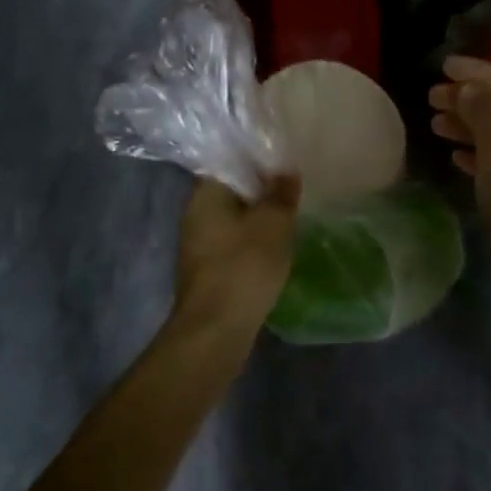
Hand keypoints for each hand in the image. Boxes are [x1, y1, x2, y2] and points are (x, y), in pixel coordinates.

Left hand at [173, 174, 301, 335]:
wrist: (216, 330)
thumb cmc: (244, 267)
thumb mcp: (273, 224)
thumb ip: (281, 193)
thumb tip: (286, 170)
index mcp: (206, 194)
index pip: (231, 162)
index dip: (260, 160)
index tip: (287, 164)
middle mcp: (196, 214)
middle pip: (233, 191)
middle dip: (262, 191)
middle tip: (295, 191)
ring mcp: (199, 244)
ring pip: (234, 219)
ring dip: (259, 220)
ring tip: (290, 219)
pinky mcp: (207, 270)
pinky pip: (234, 244)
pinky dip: (253, 243)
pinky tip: (274, 250)